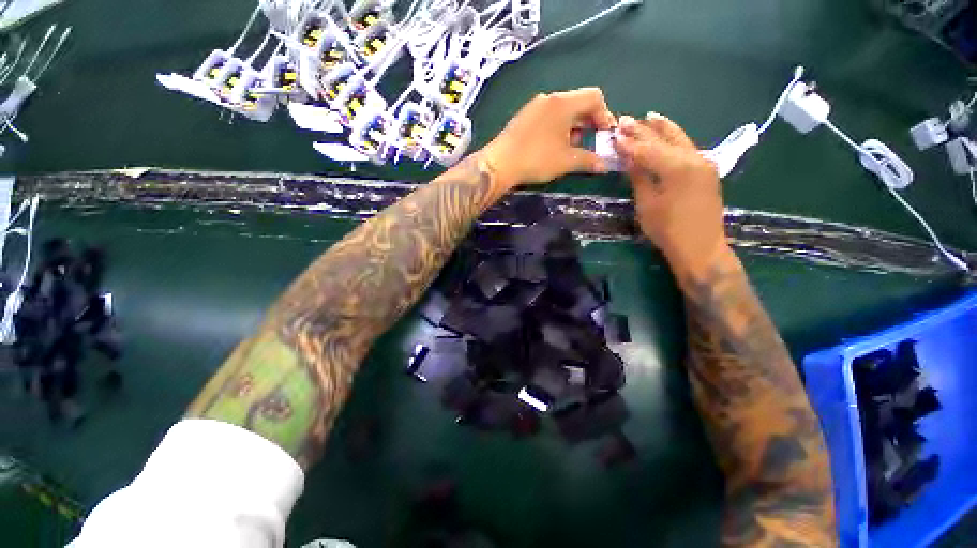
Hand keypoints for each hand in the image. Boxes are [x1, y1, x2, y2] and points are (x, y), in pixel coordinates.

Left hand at [481, 88, 616, 189]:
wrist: (500, 163)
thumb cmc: (536, 159)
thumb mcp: (566, 161)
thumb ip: (589, 160)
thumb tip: (605, 165)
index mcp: (563, 103)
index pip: (594, 97)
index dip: (605, 115)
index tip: (604, 136)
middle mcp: (549, 98)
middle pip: (578, 103)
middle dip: (588, 124)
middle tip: (590, 144)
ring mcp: (534, 107)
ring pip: (562, 112)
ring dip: (573, 128)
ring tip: (571, 149)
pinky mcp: (524, 117)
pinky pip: (548, 117)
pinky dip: (557, 129)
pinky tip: (553, 147)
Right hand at [613, 113, 730, 282]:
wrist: (700, 247)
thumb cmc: (667, 230)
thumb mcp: (647, 204)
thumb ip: (639, 176)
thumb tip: (628, 158)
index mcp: (678, 167)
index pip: (648, 149)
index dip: (629, 142)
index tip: (614, 133)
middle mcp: (694, 158)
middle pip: (665, 139)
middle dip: (644, 130)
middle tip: (625, 119)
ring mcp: (704, 163)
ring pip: (680, 139)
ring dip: (662, 129)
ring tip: (649, 117)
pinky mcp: (707, 170)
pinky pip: (687, 148)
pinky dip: (674, 140)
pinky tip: (666, 134)